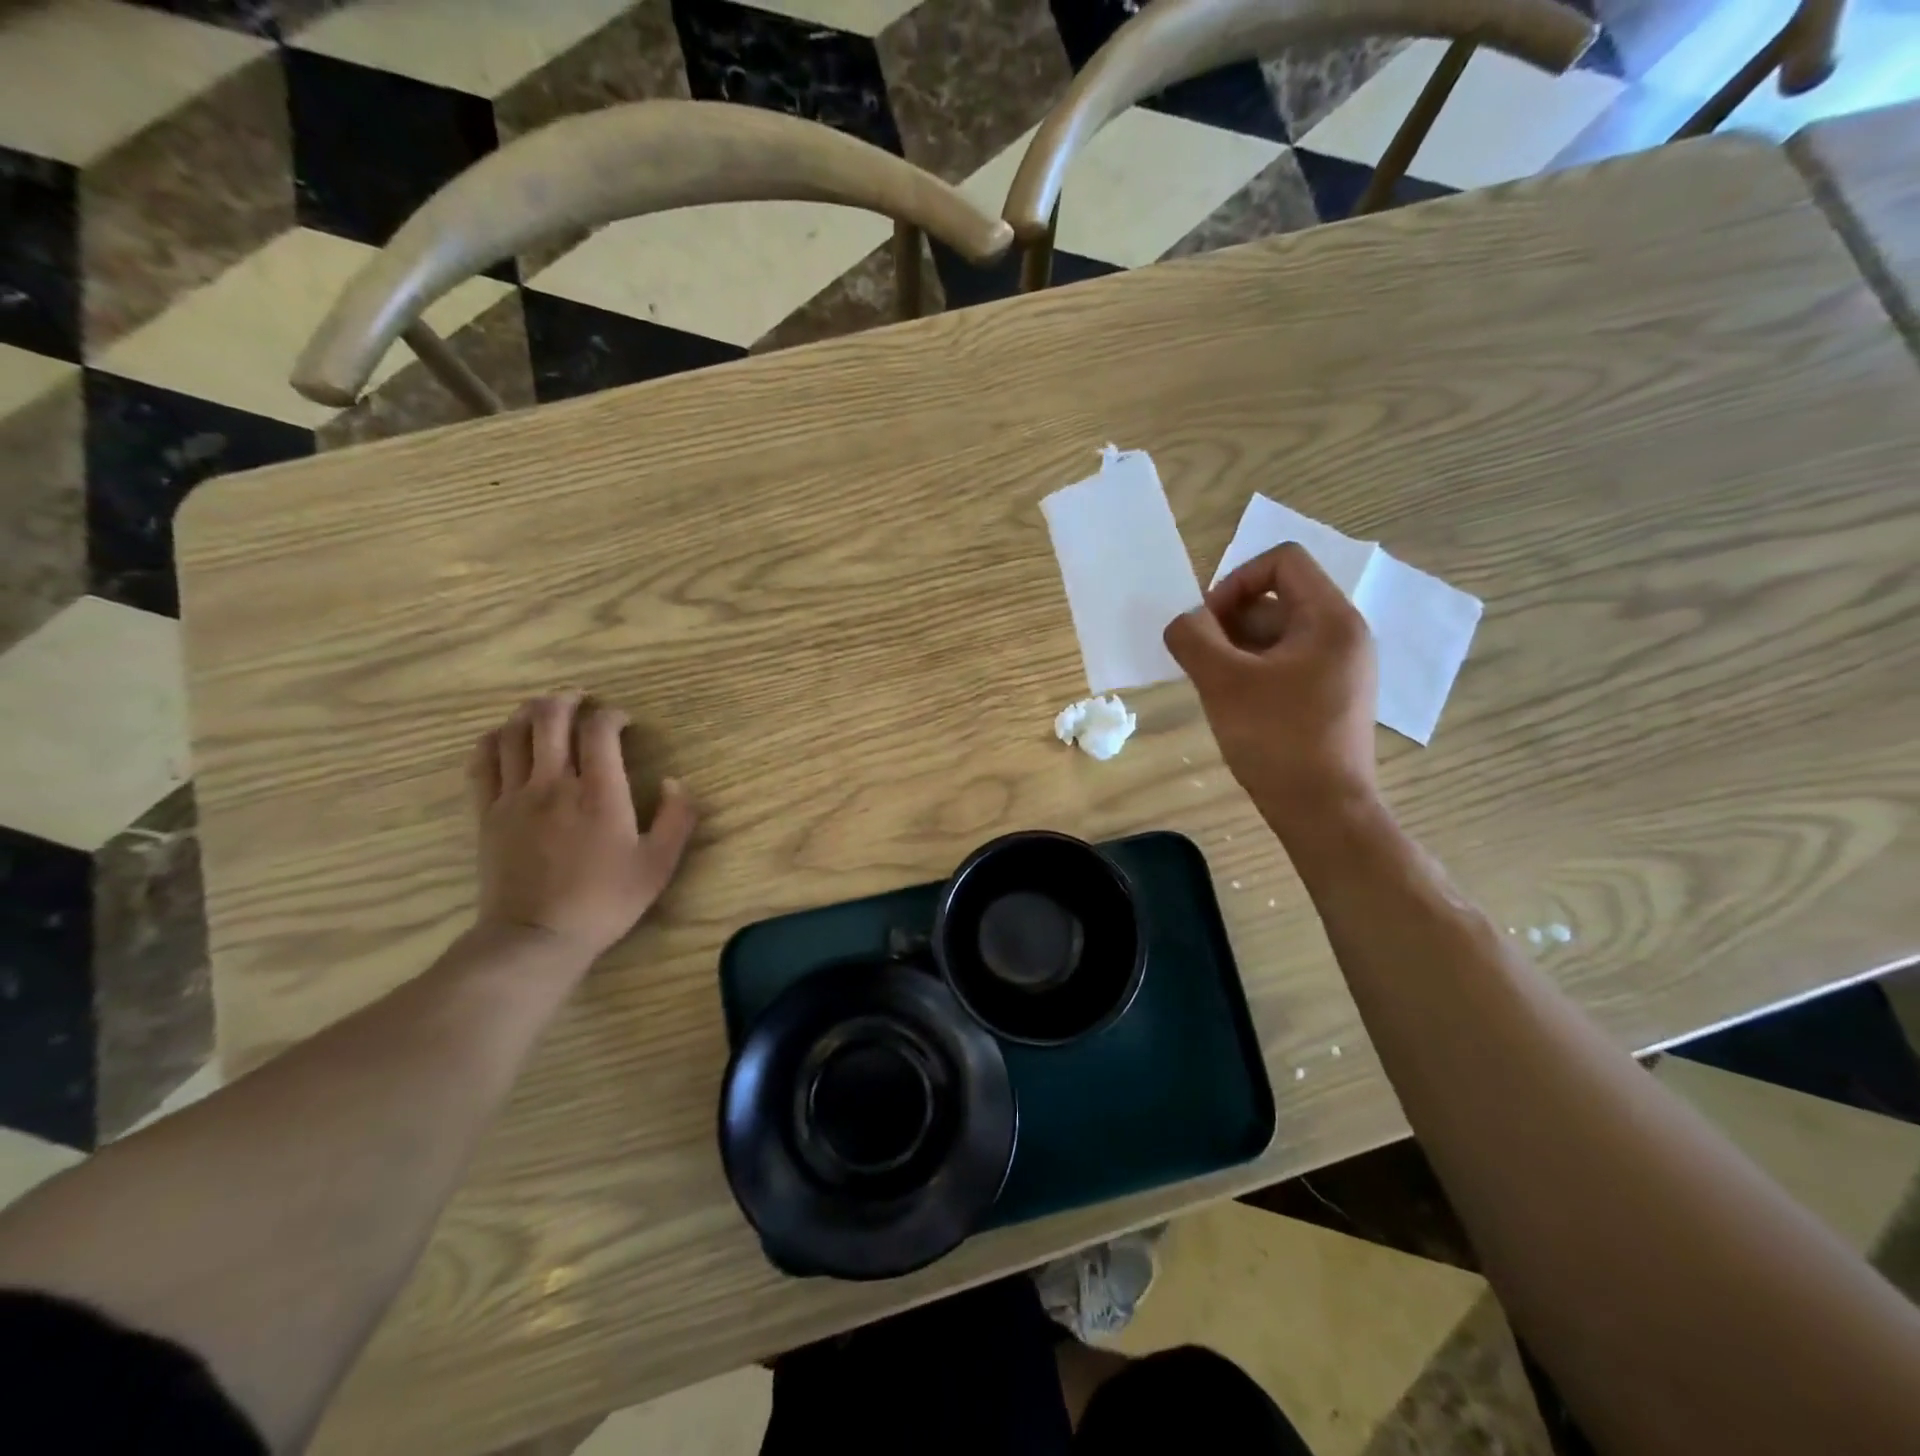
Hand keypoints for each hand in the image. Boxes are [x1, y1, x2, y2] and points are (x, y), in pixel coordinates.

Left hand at [467, 692, 696, 963]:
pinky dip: (495, 739)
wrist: (537, 937)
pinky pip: (483, 761)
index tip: (624, 721)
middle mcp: (554, 783)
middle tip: (582, 699)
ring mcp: (514, 796)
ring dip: (531, 712)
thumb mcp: (659, 864)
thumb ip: (677, 818)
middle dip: (567, 699)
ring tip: (546, 710)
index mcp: (599, 792)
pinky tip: (506, 738)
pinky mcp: (488, 813)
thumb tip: (676, 782)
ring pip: (514, 732)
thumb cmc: (605, 901)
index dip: (612, 715)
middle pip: (550, 718)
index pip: (599, 730)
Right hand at [1163, 544, 1379, 838]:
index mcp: (1330, 618)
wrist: (1323, 810)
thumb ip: (1193, 638)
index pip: (1282, 561)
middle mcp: (1344, 634)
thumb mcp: (1223, 682)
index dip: (1236, 580)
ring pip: (1278, 634)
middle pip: (1278, 598)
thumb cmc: (1277, 738)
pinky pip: (1287, 664)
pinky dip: (1254, 671)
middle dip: (1230, 621)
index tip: (1208, 623)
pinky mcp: (1332, 696)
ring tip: (1214, 685)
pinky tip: (1234, 704)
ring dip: (1237, 648)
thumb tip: (1184, 621)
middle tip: (1202, 660)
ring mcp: (1341, 668)